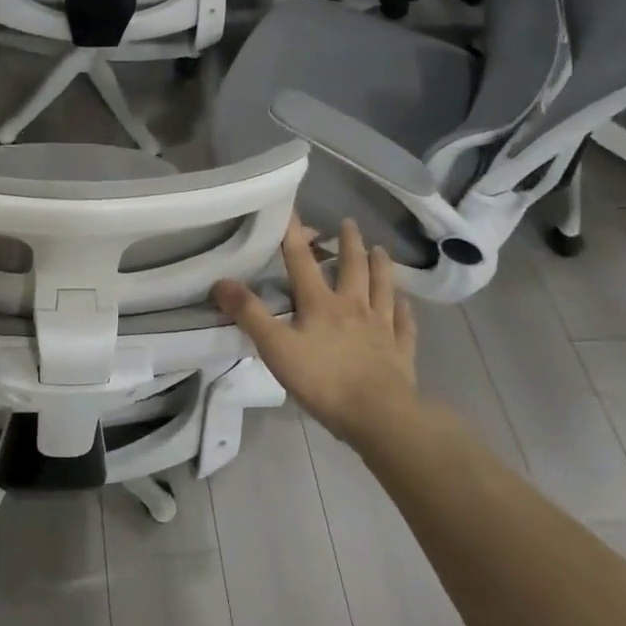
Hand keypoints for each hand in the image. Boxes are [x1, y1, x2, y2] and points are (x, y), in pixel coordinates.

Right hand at [212, 215, 416, 444]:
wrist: (379, 416)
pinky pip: (403, 325)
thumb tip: (220, 281)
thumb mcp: (275, 347)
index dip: (294, 234)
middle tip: (349, 223)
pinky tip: (404, 304)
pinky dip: (404, 311)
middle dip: (349, 243)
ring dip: (381, 267)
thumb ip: (249, 314)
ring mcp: (381, 328)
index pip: (302, 261)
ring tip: (380, 250)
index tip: (292, 209)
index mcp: (321, 304)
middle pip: (352, 268)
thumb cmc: (322, 380)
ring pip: (383, 289)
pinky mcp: (400, 352)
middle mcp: (353, 307)